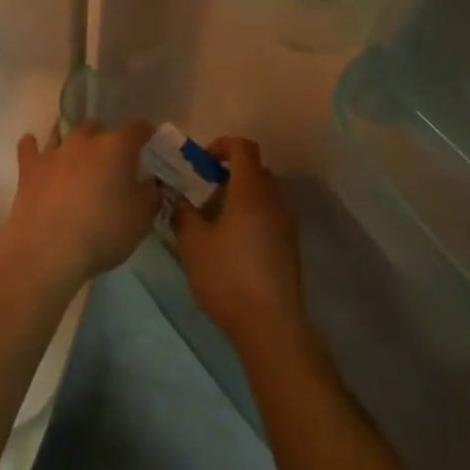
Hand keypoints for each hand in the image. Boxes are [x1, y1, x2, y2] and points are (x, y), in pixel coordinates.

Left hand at [0, 120, 157, 288]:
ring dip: (74, 146)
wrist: (47, 251)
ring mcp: (55, 152)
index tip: (150, 145)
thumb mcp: (141, 219)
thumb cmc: (102, 233)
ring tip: (78, 164)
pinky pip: (30, 148)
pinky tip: (35, 152)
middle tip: (111, 166)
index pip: (138, 128)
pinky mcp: (29, 168)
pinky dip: (34, 148)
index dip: (146, 135)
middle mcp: (86, 141)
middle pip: (99, 129)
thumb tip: (151, 182)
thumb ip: (150, 194)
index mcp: (118, 148)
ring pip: (66, 135)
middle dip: (106, 142)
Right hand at [172, 137, 308, 348]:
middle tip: (202, 192)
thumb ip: (183, 214)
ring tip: (213, 220)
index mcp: (251, 191)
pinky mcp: (290, 246)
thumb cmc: (228, 276)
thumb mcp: (193, 243)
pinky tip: (230, 244)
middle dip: (228, 173)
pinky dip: (251, 216)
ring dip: (240, 196)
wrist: (270, 324)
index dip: (222, 146)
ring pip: (263, 195)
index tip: (202, 162)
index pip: (243, 148)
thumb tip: (179, 200)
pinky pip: (270, 216)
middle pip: (255, 170)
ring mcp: (287, 223)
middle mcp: (275, 200)